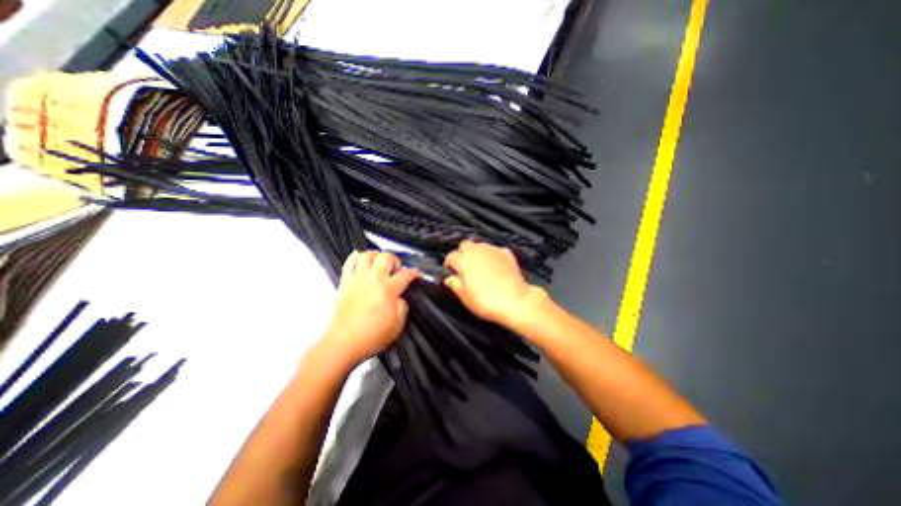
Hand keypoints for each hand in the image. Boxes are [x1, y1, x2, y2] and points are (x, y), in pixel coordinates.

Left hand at [322, 250, 420, 365]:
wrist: (343, 343)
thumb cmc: (371, 336)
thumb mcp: (397, 325)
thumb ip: (402, 306)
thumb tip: (399, 297)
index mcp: (388, 289)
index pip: (405, 274)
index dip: (413, 273)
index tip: (415, 273)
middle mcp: (373, 279)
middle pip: (387, 257)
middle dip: (395, 261)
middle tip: (396, 271)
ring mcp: (357, 278)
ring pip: (368, 254)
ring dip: (377, 256)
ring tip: (379, 264)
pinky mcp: (345, 282)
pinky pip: (350, 261)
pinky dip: (357, 257)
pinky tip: (362, 262)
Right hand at [443, 241, 549, 332]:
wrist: (515, 301)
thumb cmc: (486, 301)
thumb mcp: (465, 297)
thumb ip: (454, 285)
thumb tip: (449, 279)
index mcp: (464, 260)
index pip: (451, 256)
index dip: (449, 264)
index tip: (451, 272)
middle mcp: (478, 251)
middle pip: (465, 245)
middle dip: (462, 253)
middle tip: (464, 267)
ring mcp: (493, 251)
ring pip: (480, 245)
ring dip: (477, 253)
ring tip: (479, 266)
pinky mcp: (507, 254)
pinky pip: (495, 250)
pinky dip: (492, 255)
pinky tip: (494, 266)